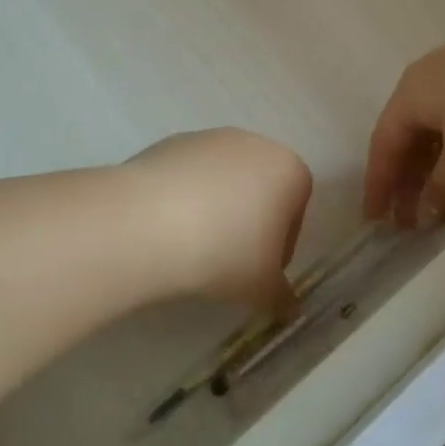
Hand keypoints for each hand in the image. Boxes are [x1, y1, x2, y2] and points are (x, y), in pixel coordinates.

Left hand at [127, 129, 311, 315]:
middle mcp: (253, 144)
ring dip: (215, 209)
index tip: (260, 270)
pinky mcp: (171, 142)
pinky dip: (184, 198)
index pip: (296, 209)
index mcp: (288, 170)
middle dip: (248, 222)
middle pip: (259, 188)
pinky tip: (167, 228)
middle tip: (229, 261)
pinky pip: (188, 176)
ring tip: (193, 247)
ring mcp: (209, 138)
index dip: (281, 245)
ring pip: (222, 180)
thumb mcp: (262, 288)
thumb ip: (282, 296)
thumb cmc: (224, 252)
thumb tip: (290, 307)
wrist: (148, 222)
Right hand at [365, 0, 444, 228]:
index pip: (384, 142)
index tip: (376, 220)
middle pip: (412, 132)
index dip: (378, 184)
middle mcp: (432, 72)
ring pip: (444, 122)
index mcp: (412, 91)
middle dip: (410, 177)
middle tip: (413, 218)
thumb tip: (425, 213)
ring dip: (442, 163)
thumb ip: (444, 188)